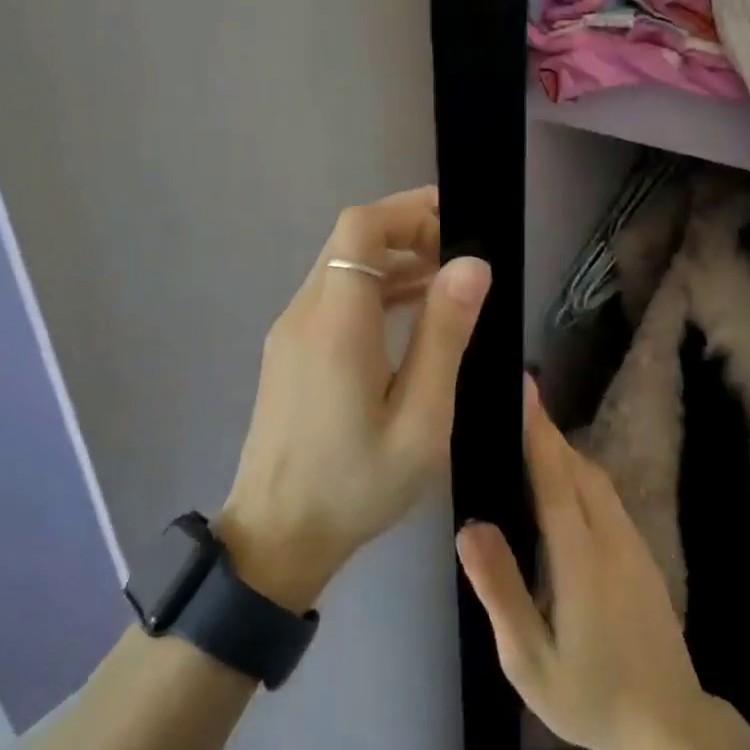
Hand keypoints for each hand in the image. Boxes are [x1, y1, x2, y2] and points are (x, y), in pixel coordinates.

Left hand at [219, 187, 490, 611]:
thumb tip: (472, 264)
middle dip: (406, 232)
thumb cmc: (356, 484)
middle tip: (460, 255)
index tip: (456, 222)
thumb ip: (444, 335)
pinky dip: (372, 288)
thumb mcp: (420, 418)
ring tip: (446, 281)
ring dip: (391, 260)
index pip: (360, 228)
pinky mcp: (289, 352)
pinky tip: (410, 313)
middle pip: (349, 239)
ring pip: (340, 266)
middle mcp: (305, 313)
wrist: (276, 538)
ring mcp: (290, 332)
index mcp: (336, 323)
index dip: (408, 211)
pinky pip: (332, 297)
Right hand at [457, 381, 711, 749]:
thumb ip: (500, 589)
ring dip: (563, 453)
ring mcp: (633, 543)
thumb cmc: (590, 696)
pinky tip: (560, 489)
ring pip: (596, 479)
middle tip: (509, 411)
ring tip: (526, 443)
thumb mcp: (529, 659)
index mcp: (581, 557)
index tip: (523, 385)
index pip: (555, 475)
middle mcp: (611, 536)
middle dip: (546, 433)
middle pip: (578, 467)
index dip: (537, 428)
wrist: (670, 727)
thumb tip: (471, 526)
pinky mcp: (642, 554)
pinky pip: (607, 497)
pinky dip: (579, 476)